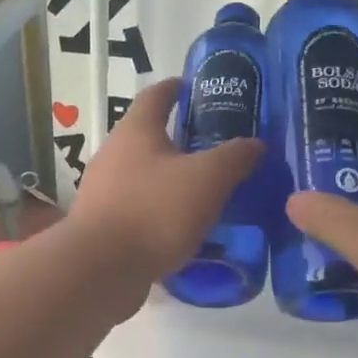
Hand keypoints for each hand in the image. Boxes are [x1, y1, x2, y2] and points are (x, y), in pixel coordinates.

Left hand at [68, 79, 263, 308]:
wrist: (101, 270)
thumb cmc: (154, 211)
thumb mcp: (208, 179)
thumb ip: (234, 157)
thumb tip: (256, 143)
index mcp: (135, 132)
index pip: (156, 95)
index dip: (177, 88)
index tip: (195, 87)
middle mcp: (113, 156)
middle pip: (148, 139)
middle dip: (180, 142)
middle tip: (216, 150)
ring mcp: (104, 194)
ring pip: (144, 179)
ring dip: (171, 183)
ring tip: (206, 195)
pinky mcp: (104, 228)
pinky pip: (139, 213)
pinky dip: (161, 215)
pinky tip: (183, 231)